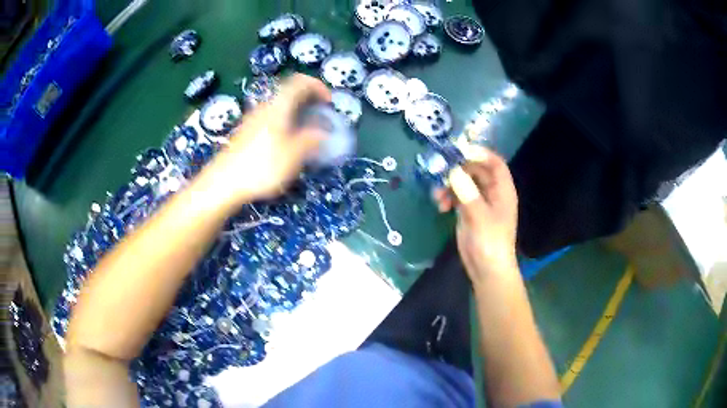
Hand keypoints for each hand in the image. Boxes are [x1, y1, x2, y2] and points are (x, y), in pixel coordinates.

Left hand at [201, 74, 330, 205]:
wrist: (223, 182)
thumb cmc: (260, 167)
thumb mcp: (292, 156)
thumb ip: (310, 140)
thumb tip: (323, 133)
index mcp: (278, 107)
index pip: (300, 81)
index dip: (318, 86)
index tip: (328, 103)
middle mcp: (265, 107)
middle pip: (290, 92)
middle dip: (309, 101)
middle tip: (321, 118)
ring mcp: (253, 119)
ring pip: (281, 106)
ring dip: (297, 113)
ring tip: (307, 133)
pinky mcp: (247, 132)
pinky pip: (272, 118)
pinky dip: (286, 123)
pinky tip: (287, 144)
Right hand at [433, 148, 518, 286]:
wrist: (486, 270)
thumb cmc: (490, 243)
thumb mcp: (480, 217)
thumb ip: (467, 193)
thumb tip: (452, 171)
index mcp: (502, 190)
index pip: (494, 163)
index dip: (479, 153)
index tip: (459, 151)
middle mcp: (492, 192)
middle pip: (476, 170)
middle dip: (459, 168)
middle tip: (440, 168)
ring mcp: (479, 201)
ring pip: (463, 182)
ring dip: (449, 184)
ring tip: (438, 194)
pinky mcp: (468, 211)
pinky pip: (456, 195)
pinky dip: (447, 196)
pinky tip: (440, 205)